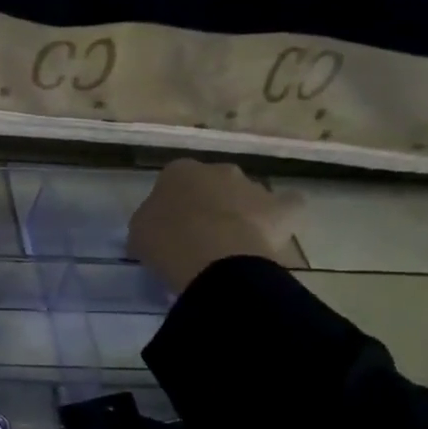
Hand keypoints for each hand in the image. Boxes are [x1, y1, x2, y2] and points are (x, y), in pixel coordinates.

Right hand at [128, 159, 299, 293]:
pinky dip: (282, 216)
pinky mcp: (283, 208)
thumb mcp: (139, 230)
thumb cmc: (165, 241)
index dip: (172, 203)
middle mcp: (218, 170)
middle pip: (214, 183)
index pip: (174, 181)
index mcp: (179, 171)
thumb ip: (152, 219)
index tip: (169, 225)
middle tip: (200, 233)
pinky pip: (287, 206)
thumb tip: (161, 224)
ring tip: (232, 244)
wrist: (212, 258)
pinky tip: (272, 232)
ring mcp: (254, 187)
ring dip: (241, 211)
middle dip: (210, 202)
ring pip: (247, 195)